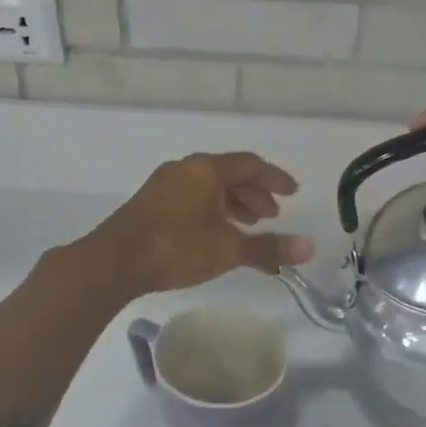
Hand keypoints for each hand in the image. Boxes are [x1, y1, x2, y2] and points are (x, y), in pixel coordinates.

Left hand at [87, 152, 315, 296]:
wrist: (114, 261)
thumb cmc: (176, 247)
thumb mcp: (228, 249)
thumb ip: (268, 248)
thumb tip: (310, 247)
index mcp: (206, 169)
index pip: (250, 164)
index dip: (275, 179)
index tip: (293, 194)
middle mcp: (186, 169)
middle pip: (229, 173)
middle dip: (254, 193)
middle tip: (273, 215)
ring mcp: (164, 185)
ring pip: (209, 186)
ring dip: (233, 202)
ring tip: (248, 225)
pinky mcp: (151, 203)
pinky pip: (192, 196)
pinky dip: (212, 209)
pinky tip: (215, 233)